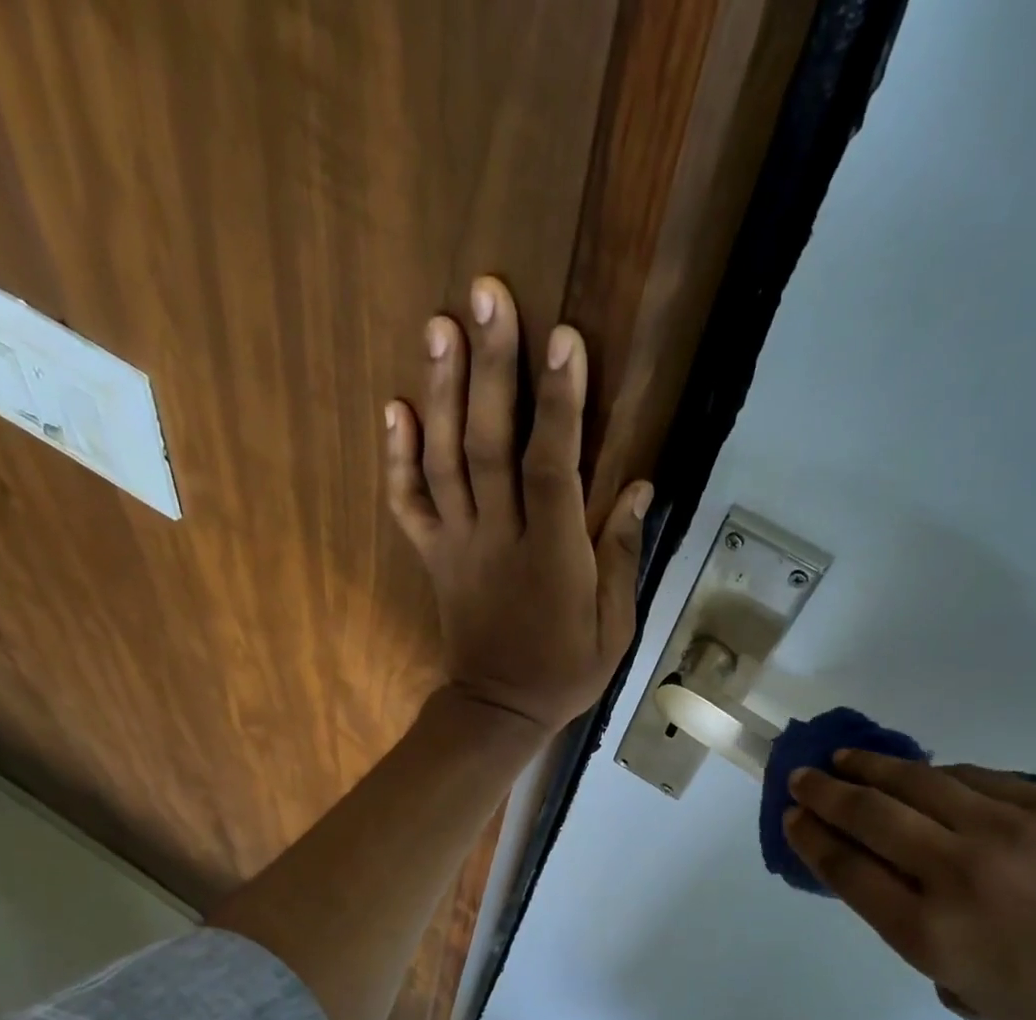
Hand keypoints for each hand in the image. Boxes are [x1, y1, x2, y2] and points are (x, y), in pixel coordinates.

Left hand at [384, 276, 652, 732]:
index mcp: (552, 557)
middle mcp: (499, 540)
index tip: (564, 338)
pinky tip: (395, 405)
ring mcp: (458, 546)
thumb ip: (620, 554)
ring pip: (444, 461)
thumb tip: (640, 486)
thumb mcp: (614, 625)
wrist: (498, 710)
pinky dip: (396, 456)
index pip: (553, 468)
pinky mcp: (433, 557)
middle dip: (491, 369)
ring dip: (441, 391)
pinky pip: (408, 504)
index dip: (559, 404)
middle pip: (490, 446)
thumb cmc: (566, 669)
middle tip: (487, 294)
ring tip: (440, 325)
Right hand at [784, 754, 1035, 1019]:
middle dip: (823, 793)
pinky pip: (973, 777)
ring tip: (845, 760)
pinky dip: (935, 775)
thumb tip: (893, 880)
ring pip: (916, 781)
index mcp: (935, 935)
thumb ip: (919, 937)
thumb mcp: (971, 996)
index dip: (811, 838)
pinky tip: (922, 776)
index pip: (847, 869)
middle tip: (802, 779)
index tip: (793, 819)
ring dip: (869, 768)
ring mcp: (1007, 831)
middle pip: (868, 815)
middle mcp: (959, 874)